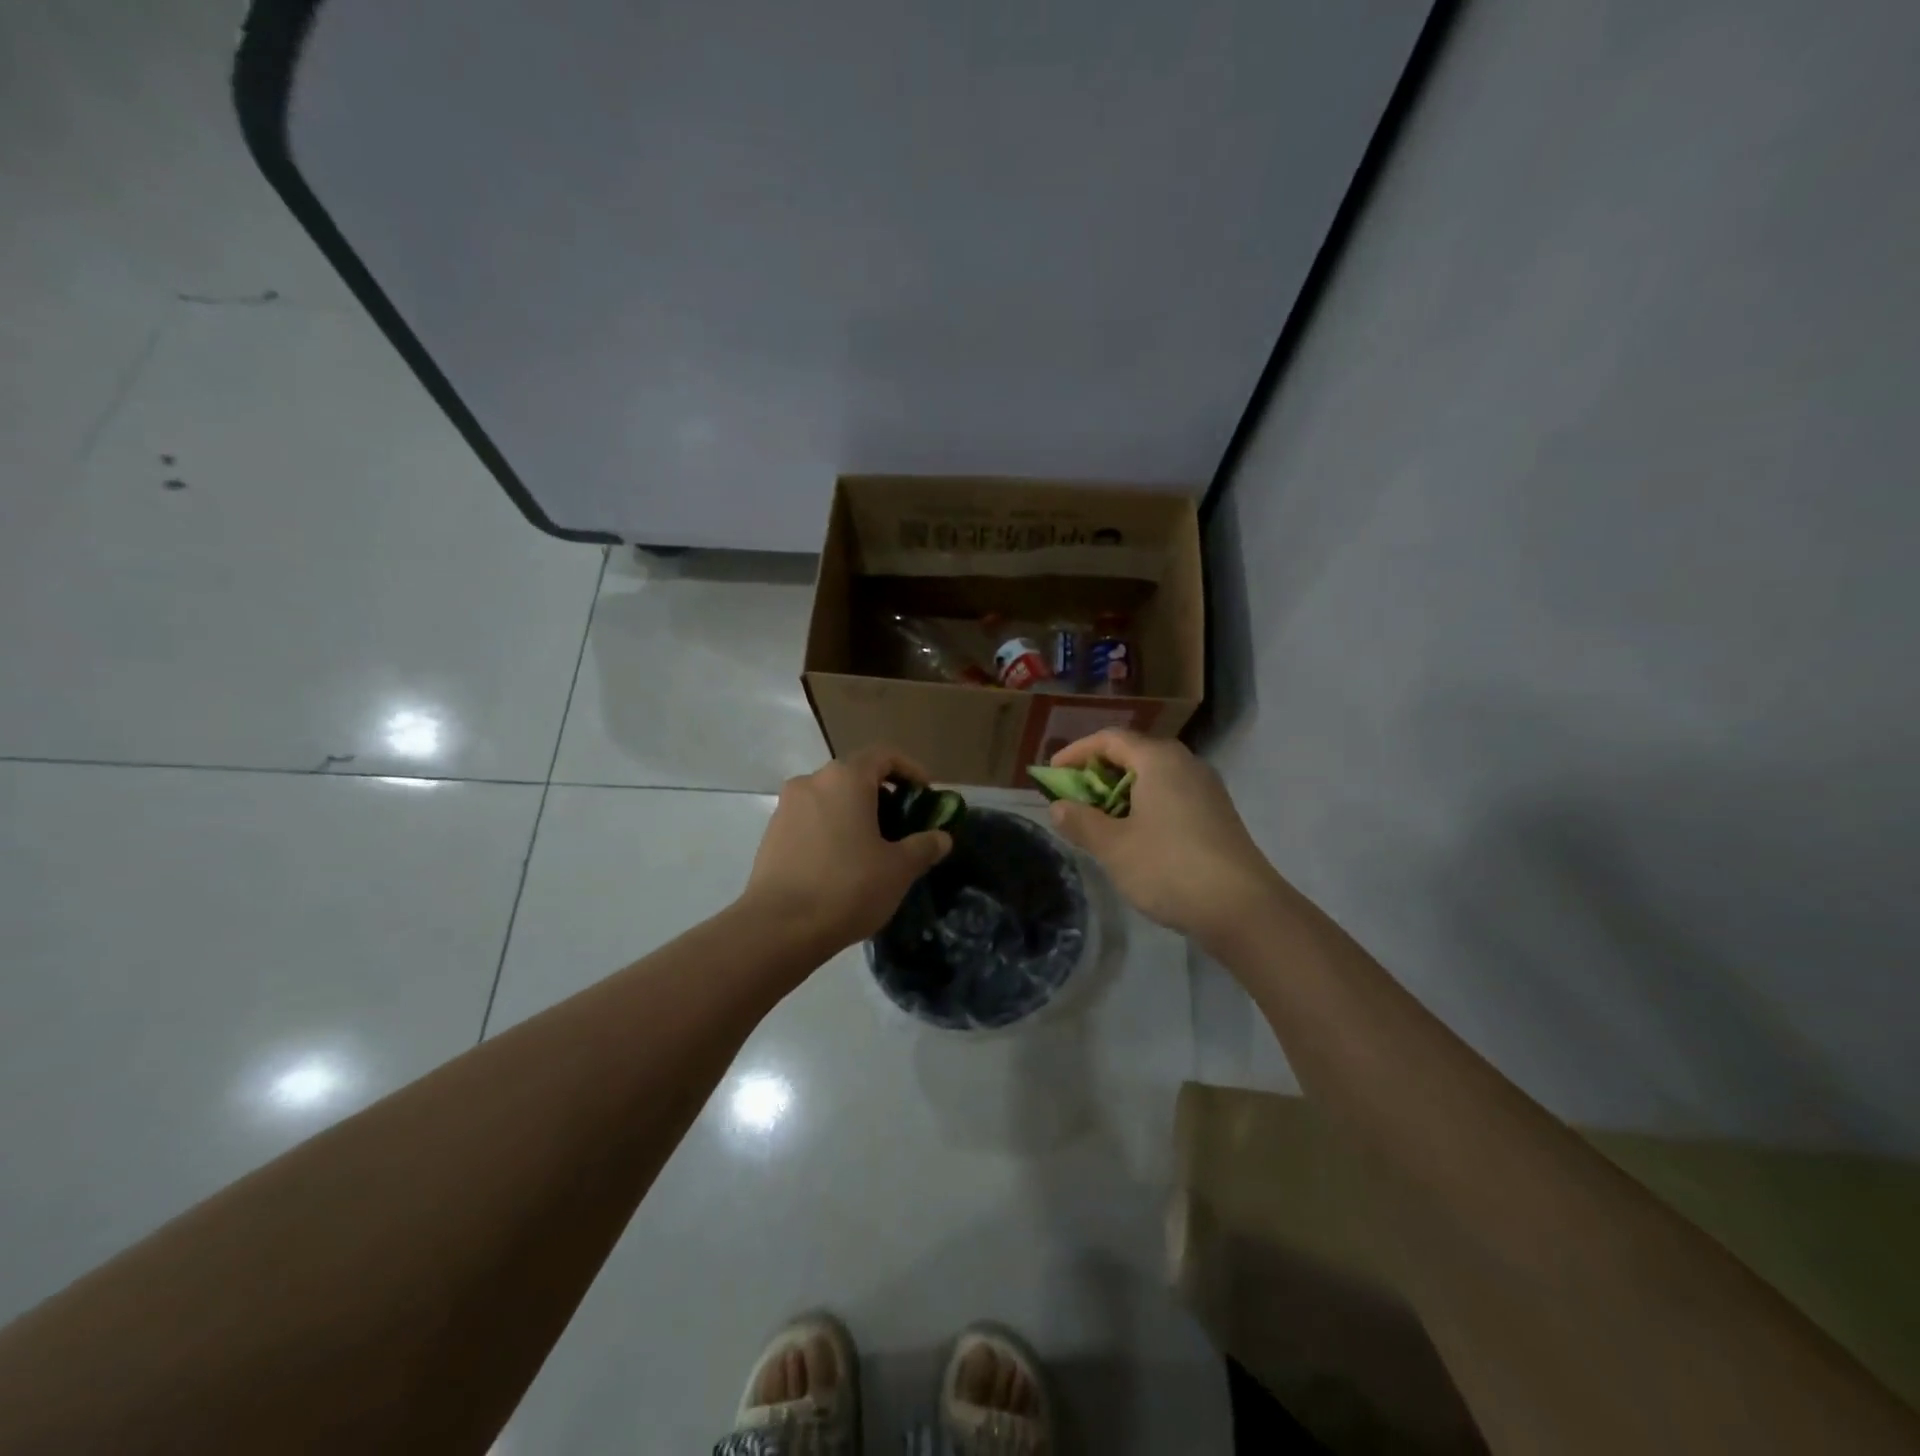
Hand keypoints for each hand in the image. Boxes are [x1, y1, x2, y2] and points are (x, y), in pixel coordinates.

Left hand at [742, 746, 952, 954]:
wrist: (778, 928)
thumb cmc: (848, 887)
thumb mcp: (899, 869)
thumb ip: (924, 846)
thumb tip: (941, 838)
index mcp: (845, 778)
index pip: (883, 755)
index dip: (910, 770)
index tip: (926, 794)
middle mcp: (812, 782)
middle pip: (855, 776)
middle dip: (883, 796)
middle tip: (903, 826)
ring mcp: (786, 807)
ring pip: (831, 799)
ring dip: (855, 814)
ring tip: (874, 849)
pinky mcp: (771, 834)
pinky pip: (811, 820)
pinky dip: (832, 830)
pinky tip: (842, 864)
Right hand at [1047, 730, 1279, 945]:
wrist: (1242, 908)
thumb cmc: (1168, 867)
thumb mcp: (1113, 846)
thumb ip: (1081, 822)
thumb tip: (1058, 807)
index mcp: (1159, 759)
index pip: (1110, 739)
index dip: (1076, 753)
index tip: (1051, 775)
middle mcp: (1185, 764)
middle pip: (1133, 755)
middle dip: (1097, 774)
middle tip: (1073, 799)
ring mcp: (1206, 789)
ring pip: (1153, 778)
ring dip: (1120, 794)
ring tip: (1098, 822)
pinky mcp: (1216, 815)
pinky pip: (1171, 797)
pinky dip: (1143, 807)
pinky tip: (1134, 838)